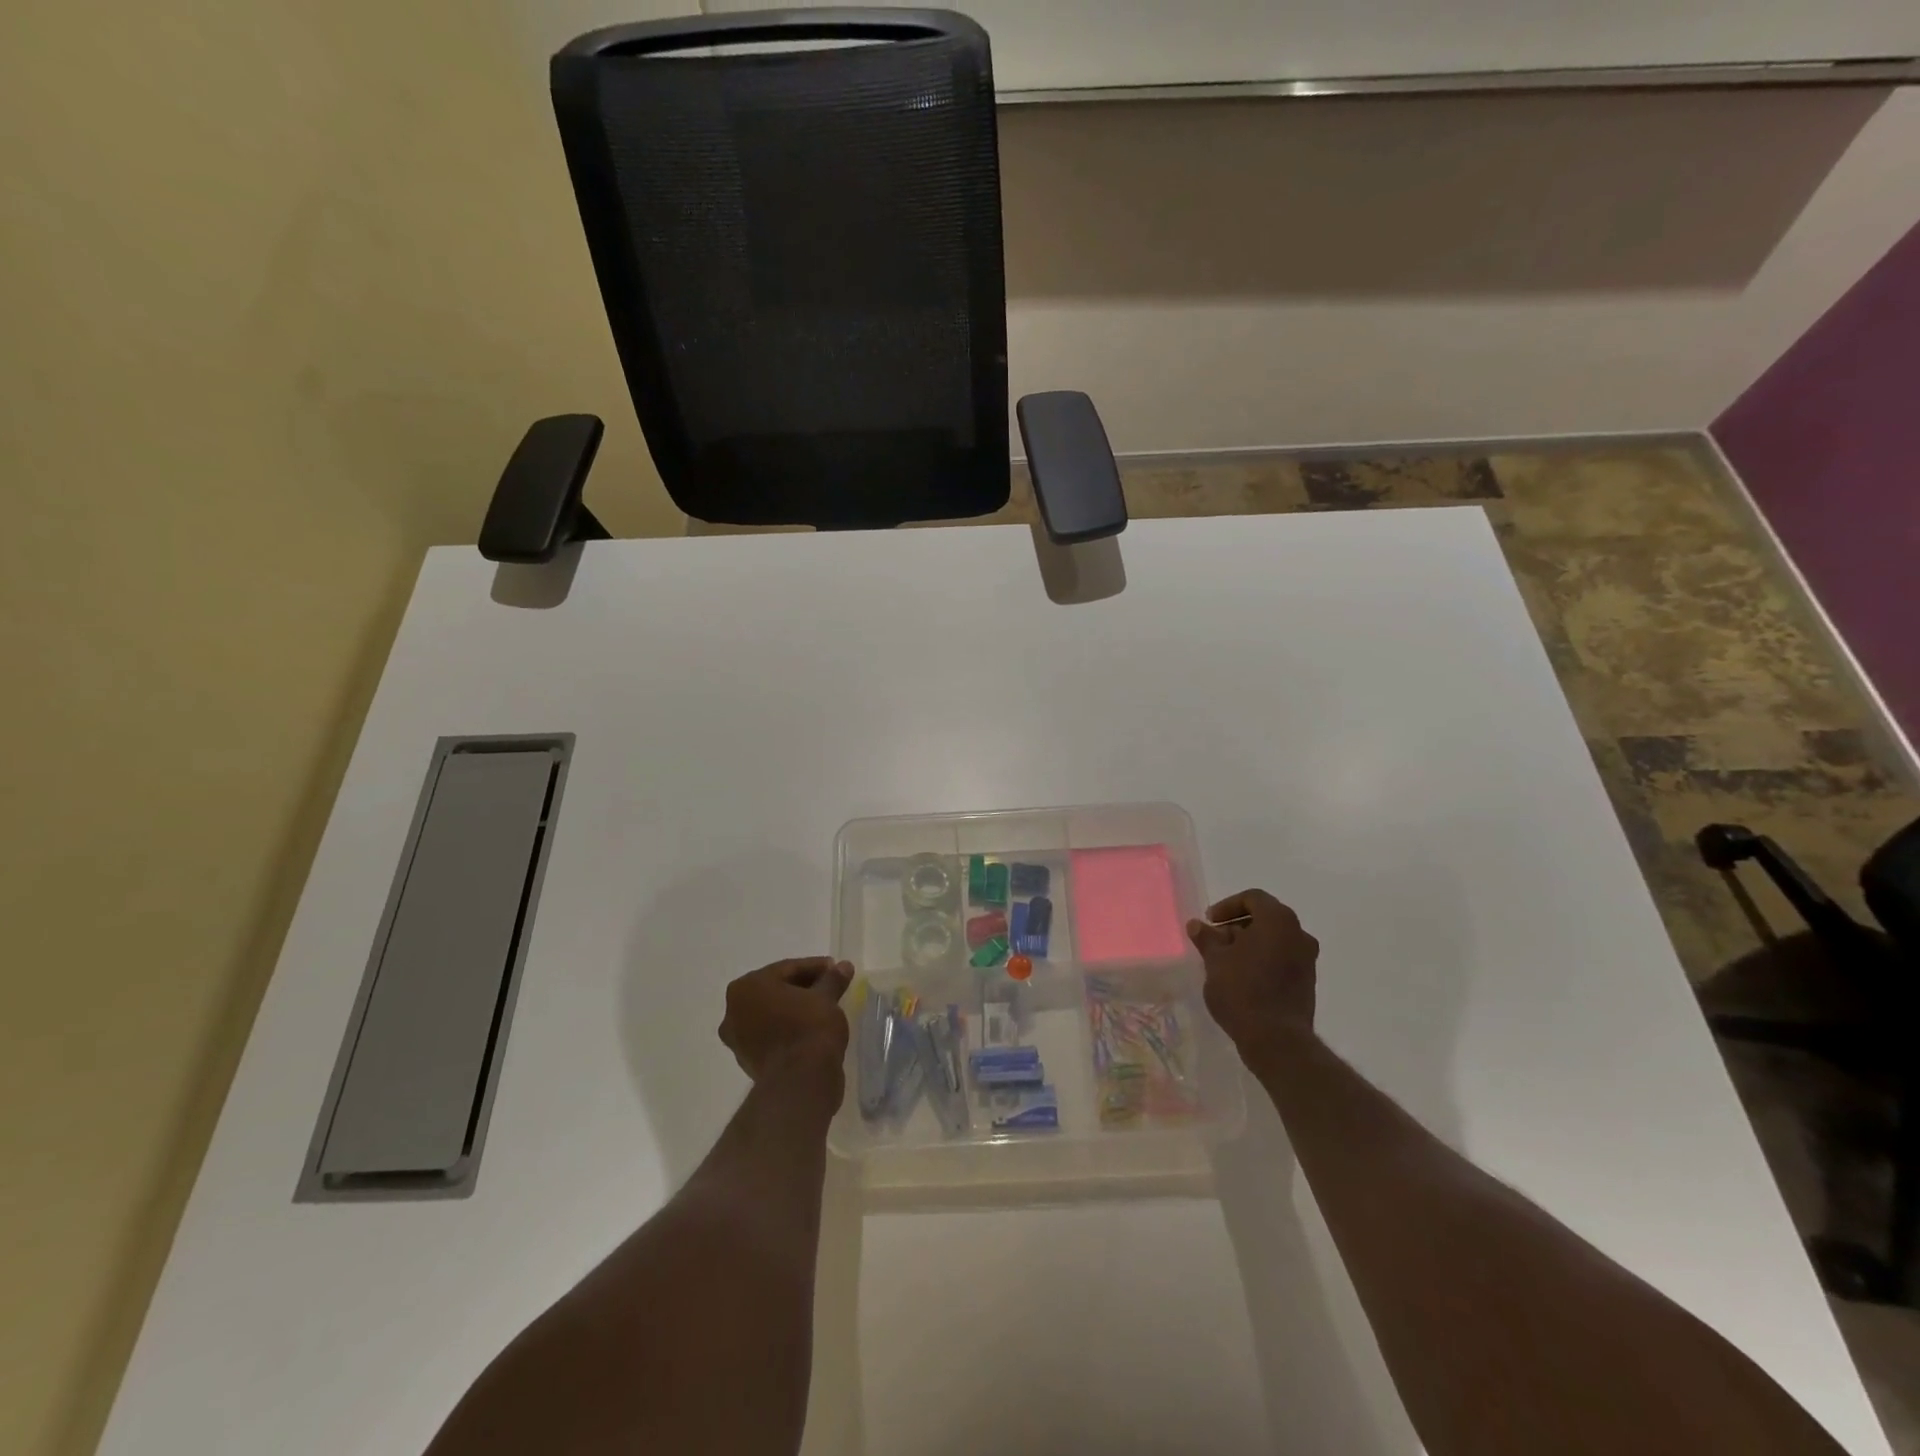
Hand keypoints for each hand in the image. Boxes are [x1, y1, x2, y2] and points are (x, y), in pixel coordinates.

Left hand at [719, 957, 854, 1084]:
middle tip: (830, 986)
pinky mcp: (748, 1061)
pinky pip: (771, 1034)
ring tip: (823, 1008)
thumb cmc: (809, 1027)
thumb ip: (832, 979)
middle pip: (776, 990)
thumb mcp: (826, 997)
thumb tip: (844, 966)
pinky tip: (810, 1028)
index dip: (815, 967)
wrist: (800, 1081)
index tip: (835, 969)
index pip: (787, 969)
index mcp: (747, 987)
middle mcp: (734, 1011)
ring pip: (772, 1013)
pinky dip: (788, 1028)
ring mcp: (738, 1039)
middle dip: (803, 987)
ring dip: (795, 1008)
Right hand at [1187, 890, 1318, 1053]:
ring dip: (1249, 944)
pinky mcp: (1307, 982)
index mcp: (1278, 920)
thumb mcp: (1215, 960)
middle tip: (1215, 941)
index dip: (1228, 906)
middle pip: (1265, 918)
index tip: (1210, 921)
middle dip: (1237, 926)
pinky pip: (1282, 958)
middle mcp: (1299, 934)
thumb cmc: (1242, 990)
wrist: (1276, 1039)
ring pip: (1274, 940)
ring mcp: (1307, 960)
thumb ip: (1207, 938)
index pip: (1253, 898)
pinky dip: (1263, 959)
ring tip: (1225, 961)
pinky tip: (1242, 977)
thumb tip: (1197, 925)